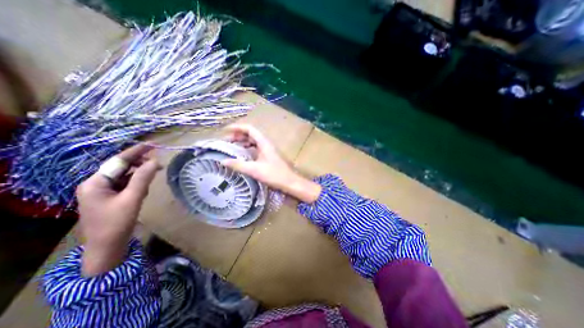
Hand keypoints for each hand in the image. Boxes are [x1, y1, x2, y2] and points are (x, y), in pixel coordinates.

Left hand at [76, 145, 160, 274]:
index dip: (136, 151)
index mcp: (95, 183)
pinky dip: (137, 184)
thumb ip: (143, 178)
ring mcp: (103, 191)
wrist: (107, 247)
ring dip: (140, 175)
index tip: (152, 144)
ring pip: (125, 176)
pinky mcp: (111, 197)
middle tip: (159, 165)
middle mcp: (96, 184)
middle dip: (140, 164)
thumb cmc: (117, 223)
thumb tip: (155, 161)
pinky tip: (143, 190)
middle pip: (121, 167)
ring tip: (153, 178)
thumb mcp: (132, 199)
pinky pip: (126, 184)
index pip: (119, 161)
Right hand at [221, 124, 320, 202]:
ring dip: (243, 142)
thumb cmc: (274, 174)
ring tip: (232, 147)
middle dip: (238, 135)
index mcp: (264, 143)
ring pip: (254, 142)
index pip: (250, 129)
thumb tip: (223, 161)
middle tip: (226, 141)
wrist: (290, 182)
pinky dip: (248, 149)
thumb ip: (238, 165)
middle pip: (251, 134)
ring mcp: (268, 150)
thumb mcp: (254, 170)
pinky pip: (256, 149)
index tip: (225, 131)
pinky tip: (243, 156)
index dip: (237, 128)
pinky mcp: (269, 156)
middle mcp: (266, 144)